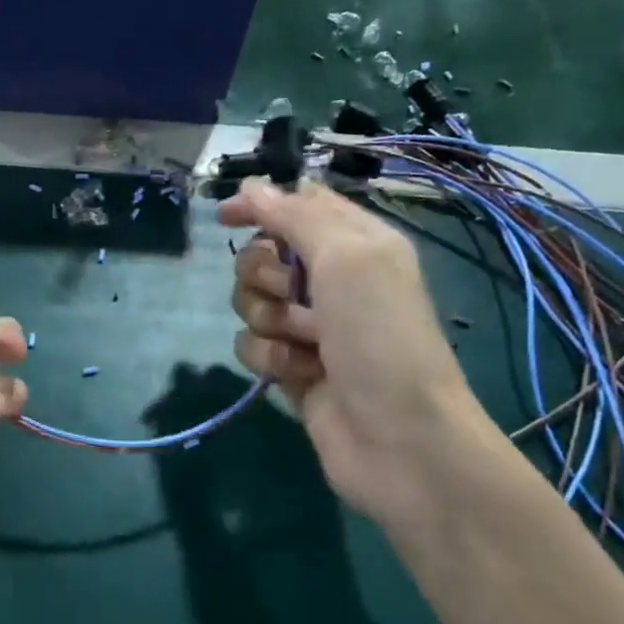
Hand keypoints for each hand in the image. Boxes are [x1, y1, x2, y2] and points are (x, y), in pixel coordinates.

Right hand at [219, 179, 489, 523]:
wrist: (398, 438)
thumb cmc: (380, 337)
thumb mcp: (346, 258)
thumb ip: (295, 217)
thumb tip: (252, 186)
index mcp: (355, 243)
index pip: (297, 206)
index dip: (260, 206)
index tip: (225, 217)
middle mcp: (331, 282)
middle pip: (262, 257)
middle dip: (263, 275)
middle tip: (292, 294)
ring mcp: (310, 328)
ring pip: (250, 303)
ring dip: (269, 321)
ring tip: (304, 343)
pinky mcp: (292, 368)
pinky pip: (252, 346)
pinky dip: (270, 359)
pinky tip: (299, 375)